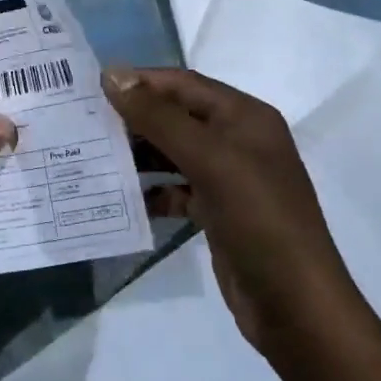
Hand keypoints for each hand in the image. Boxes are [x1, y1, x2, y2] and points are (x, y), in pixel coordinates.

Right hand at [105, 67, 350, 348]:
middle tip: (85, 123)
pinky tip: (124, 198)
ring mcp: (229, 178)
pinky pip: (177, 189)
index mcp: (244, 117)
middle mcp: (238, 140)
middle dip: (135, 119)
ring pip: (174, 153)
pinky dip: (153, 190)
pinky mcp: (219, 212)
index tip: (92, 87)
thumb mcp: (208, 160)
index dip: (140, 81)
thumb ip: (158, 117)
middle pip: (176, 116)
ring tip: (95, 156)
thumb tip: (112, 74)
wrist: (296, 306)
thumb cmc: (258, 219)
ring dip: (139, 155)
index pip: (183, 84)